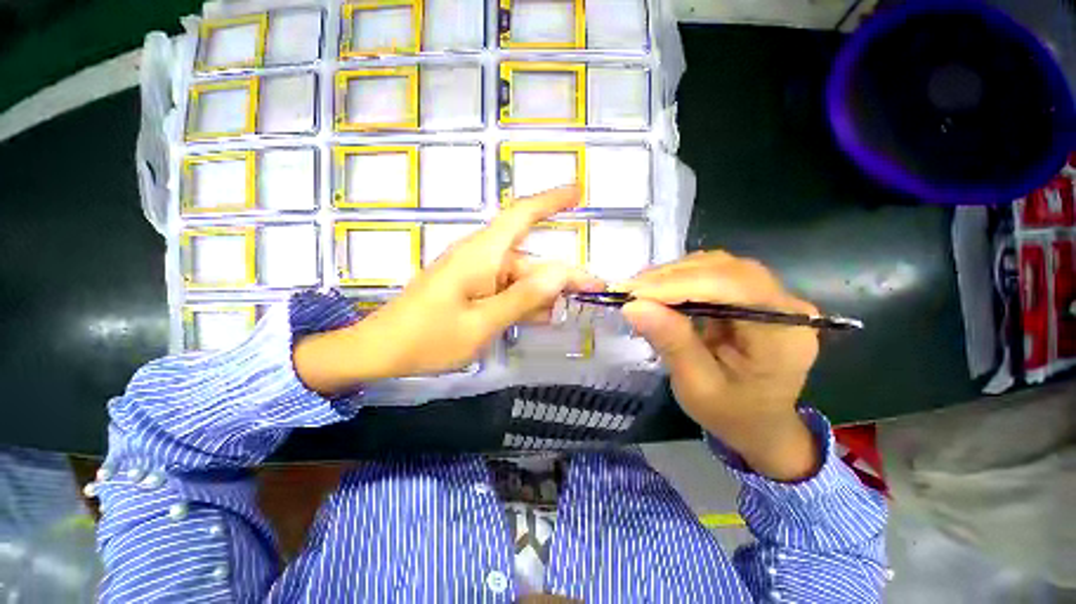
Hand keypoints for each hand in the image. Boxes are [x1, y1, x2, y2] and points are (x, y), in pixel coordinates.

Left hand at [294, 186, 603, 392]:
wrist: (380, 350)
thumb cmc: (428, 338)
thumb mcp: (482, 324)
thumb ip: (523, 298)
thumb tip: (561, 273)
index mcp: (481, 255)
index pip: (521, 216)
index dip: (551, 201)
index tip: (579, 192)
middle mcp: (480, 257)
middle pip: (529, 259)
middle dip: (560, 276)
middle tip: (591, 291)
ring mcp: (475, 273)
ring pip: (519, 277)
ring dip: (540, 295)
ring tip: (559, 315)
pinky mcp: (471, 287)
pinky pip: (505, 289)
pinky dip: (522, 301)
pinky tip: (536, 318)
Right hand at [619, 252, 821, 480]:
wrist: (759, 422)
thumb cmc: (731, 413)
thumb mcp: (697, 387)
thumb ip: (672, 343)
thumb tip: (633, 307)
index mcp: (784, 335)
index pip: (733, 287)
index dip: (681, 284)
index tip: (635, 293)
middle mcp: (785, 306)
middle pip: (725, 269)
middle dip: (672, 277)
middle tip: (630, 290)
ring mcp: (771, 295)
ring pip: (718, 265)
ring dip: (673, 275)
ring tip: (640, 290)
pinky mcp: (753, 294)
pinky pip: (714, 273)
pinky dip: (681, 278)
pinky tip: (658, 290)